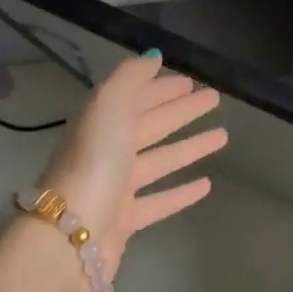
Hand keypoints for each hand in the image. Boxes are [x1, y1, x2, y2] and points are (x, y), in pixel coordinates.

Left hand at [31, 52, 225, 279]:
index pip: (138, 97)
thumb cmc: (94, 161)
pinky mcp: (126, 220)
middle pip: (152, 124)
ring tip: (222, 136)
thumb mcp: (109, 105)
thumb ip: (131, 77)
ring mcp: (117, 186)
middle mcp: (109, 150)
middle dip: (182, 110)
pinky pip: (160, 201)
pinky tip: (207, 184)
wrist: (70, 234)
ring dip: (190, 147)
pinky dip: (182, 192)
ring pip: (161, 160)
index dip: (163, 87)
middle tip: (214, 98)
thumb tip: (153, 56)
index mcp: (103, 121)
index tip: (192, 80)